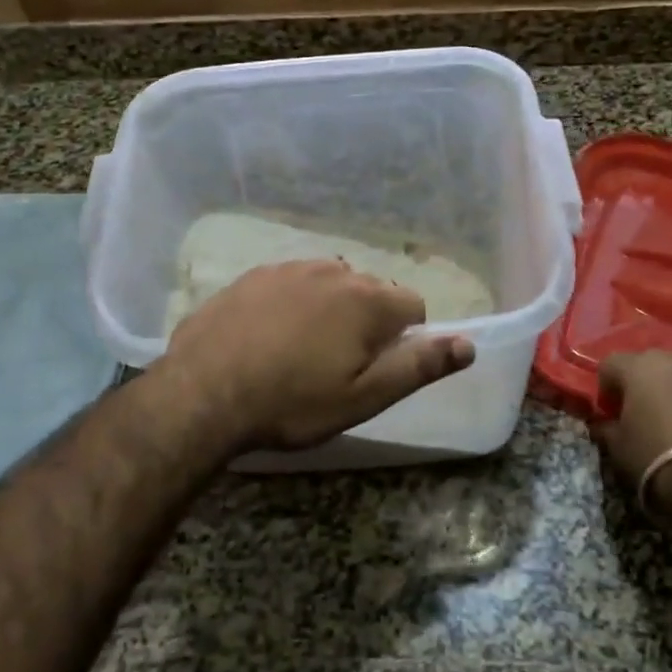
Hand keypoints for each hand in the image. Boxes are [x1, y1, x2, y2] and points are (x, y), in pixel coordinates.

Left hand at [156, 260, 475, 454]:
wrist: (202, 394)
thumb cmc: (291, 403)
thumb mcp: (363, 397)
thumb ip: (419, 366)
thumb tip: (469, 344)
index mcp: (367, 300)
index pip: (412, 307)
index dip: (402, 340)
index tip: (374, 369)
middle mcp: (333, 271)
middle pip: (370, 292)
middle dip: (365, 322)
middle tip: (335, 366)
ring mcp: (288, 268)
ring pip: (329, 284)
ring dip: (328, 309)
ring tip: (300, 351)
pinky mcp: (252, 275)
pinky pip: (290, 283)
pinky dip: (291, 303)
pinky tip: (266, 336)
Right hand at [590, 351, 671, 491]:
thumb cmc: (653, 454)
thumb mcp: (616, 445)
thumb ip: (606, 426)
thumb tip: (604, 423)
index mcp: (638, 366)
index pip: (610, 364)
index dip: (606, 387)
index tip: (610, 412)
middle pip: (647, 363)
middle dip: (640, 383)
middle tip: (640, 412)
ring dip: (671, 389)